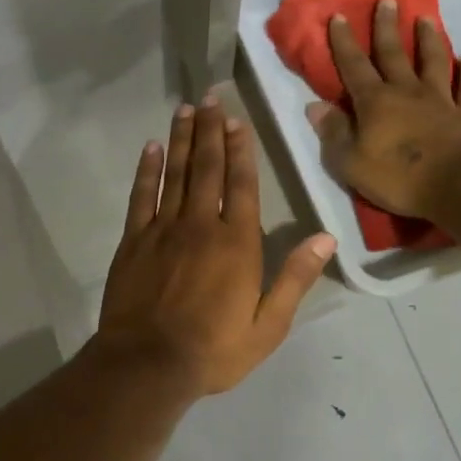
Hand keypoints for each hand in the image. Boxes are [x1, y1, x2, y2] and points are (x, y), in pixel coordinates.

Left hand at [97, 98, 335, 396]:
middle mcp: (200, 225)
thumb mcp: (268, 325)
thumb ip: (295, 278)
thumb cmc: (214, 350)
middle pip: (208, 168)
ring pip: (175, 173)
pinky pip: (141, 196)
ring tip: (185, 109)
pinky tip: (151, 148)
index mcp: (237, 243)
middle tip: (210, 96)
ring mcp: (163, 229)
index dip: (240, 149)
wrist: (147, 364)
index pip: (241, 184)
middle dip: (210, 130)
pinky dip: (147, 169)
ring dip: (182, 139)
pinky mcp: (134, 240)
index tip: (237, 120)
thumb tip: (326, 238)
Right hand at [308, 0, 460, 218]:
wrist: (458, 186)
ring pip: (434, 62)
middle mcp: (407, 92)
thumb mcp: (350, 162)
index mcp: (375, 102)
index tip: (339, 16)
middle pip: (394, 54)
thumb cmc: (398, 177)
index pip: (354, 66)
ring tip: (426, 19)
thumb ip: (333, 132)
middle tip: (387, 0)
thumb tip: (314, 107)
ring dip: (429, 40)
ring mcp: (440, 101)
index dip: (344, 42)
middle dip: (387, 27)